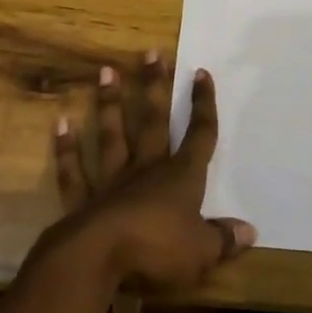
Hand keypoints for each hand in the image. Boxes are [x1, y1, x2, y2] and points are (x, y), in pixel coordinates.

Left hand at [51, 54, 256, 290]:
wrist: (98, 260)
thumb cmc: (157, 251)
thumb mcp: (201, 252)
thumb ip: (223, 239)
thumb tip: (250, 230)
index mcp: (181, 178)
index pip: (199, 135)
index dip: (202, 105)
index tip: (201, 73)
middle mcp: (146, 170)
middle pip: (153, 121)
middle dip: (155, 87)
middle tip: (151, 53)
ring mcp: (111, 182)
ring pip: (112, 135)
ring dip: (110, 104)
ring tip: (106, 70)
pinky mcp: (82, 201)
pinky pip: (74, 171)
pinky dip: (67, 149)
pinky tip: (61, 123)